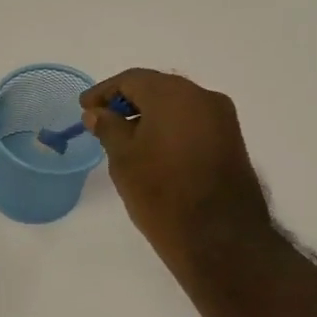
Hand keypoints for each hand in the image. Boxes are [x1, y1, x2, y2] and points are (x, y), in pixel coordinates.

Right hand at [81, 69, 285, 282]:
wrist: (219, 237)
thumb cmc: (162, 193)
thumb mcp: (123, 158)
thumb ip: (109, 127)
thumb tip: (98, 113)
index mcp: (174, 95)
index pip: (132, 80)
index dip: (104, 91)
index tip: (84, 108)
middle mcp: (203, 97)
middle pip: (158, 87)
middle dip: (128, 100)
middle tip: (103, 119)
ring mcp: (222, 119)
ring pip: (178, 104)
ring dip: (151, 114)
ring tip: (125, 137)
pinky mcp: (231, 140)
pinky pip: (193, 121)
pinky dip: (170, 126)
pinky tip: (153, 148)